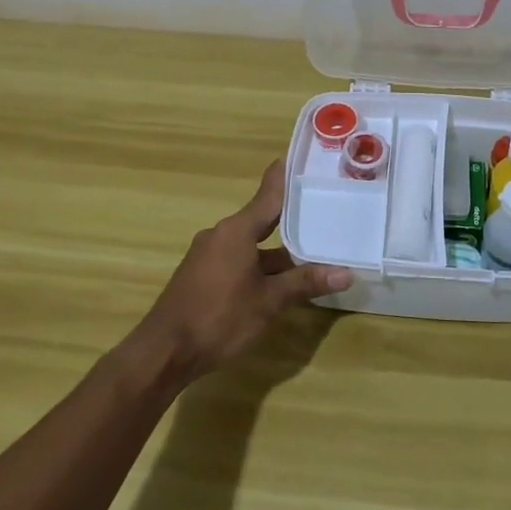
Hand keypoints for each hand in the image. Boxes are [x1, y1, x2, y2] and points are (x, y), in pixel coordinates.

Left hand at [128, 160, 351, 385]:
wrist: (164, 351)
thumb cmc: (219, 317)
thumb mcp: (268, 302)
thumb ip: (305, 283)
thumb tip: (346, 273)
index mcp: (236, 230)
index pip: (268, 194)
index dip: (286, 176)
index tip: (303, 157)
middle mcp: (221, 234)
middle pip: (262, 219)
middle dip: (290, 218)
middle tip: (322, 208)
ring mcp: (208, 255)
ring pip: (250, 244)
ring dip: (277, 249)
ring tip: (311, 249)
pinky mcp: (202, 275)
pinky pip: (237, 258)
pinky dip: (259, 263)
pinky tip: (279, 279)